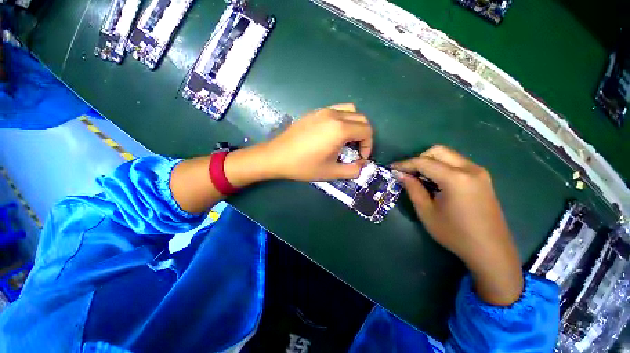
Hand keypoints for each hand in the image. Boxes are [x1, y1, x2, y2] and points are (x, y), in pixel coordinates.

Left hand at [261, 103, 372, 181]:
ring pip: (350, 110)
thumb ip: (353, 170)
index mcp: (340, 129)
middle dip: (364, 135)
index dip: (368, 146)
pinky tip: (332, 134)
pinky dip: (343, 119)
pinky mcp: (314, 112)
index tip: (360, 158)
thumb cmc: (304, 166)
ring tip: (346, 140)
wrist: (276, 156)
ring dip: (354, 125)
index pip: (367, 131)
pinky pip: (336, 110)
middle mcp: (334, 115)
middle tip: (355, 150)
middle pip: (362, 118)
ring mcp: (323, 111)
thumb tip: (363, 165)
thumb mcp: (331, 172)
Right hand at [391, 145, 522, 305]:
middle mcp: (470, 169)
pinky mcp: (482, 178)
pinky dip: (442, 167)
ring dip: (430, 162)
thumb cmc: (455, 234)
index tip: (392, 168)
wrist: (490, 251)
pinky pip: (457, 163)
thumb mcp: (427, 212)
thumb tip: (399, 174)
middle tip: (408, 173)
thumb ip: (413, 188)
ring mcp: (479, 172)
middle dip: (419, 159)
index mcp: (456, 178)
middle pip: (438, 151)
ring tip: (420, 178)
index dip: (405, 164)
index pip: (423, 162)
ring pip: (448, 155)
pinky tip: (436, 182)